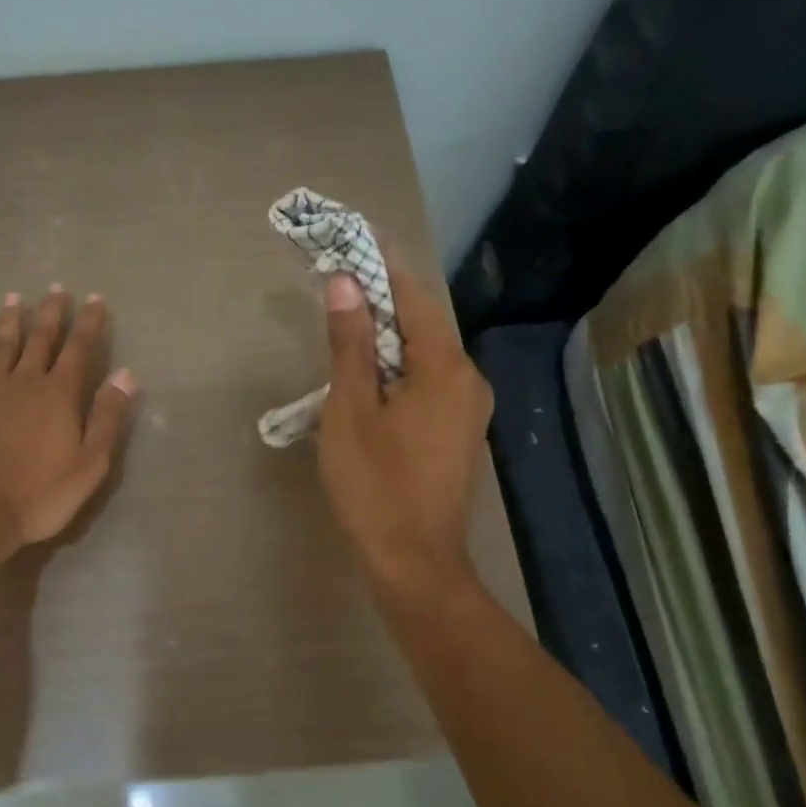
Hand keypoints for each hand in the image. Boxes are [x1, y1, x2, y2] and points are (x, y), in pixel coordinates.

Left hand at [0, 286, 136, 556]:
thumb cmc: (40, 494)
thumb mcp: (90, 463)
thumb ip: (108, 417)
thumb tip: (126, 374)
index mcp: (59, 395)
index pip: (79, 349)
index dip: (89, 322)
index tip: (94, 298)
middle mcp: (24, 383)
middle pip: (40, 339)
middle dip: (51, 313)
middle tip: (55, 288)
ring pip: (2, 348)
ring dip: (10, 322)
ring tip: (14, 298)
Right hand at [317, 260, 493, 592]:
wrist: (413, 564)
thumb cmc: (374, 485)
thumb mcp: (350, 410)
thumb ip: (350, 344)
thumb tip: (346, 283)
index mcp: (445, 367)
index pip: (413, 297)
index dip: (381, 267)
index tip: (352, 242)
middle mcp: (468, 379)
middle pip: (422, 324)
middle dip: (380, 302)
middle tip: (337, 286)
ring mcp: (468, 409)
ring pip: (424, 355)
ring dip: (386, 339)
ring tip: (343, 329)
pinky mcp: (459, 432)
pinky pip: (428, 382)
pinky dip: (397, 370)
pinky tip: (367, 380)